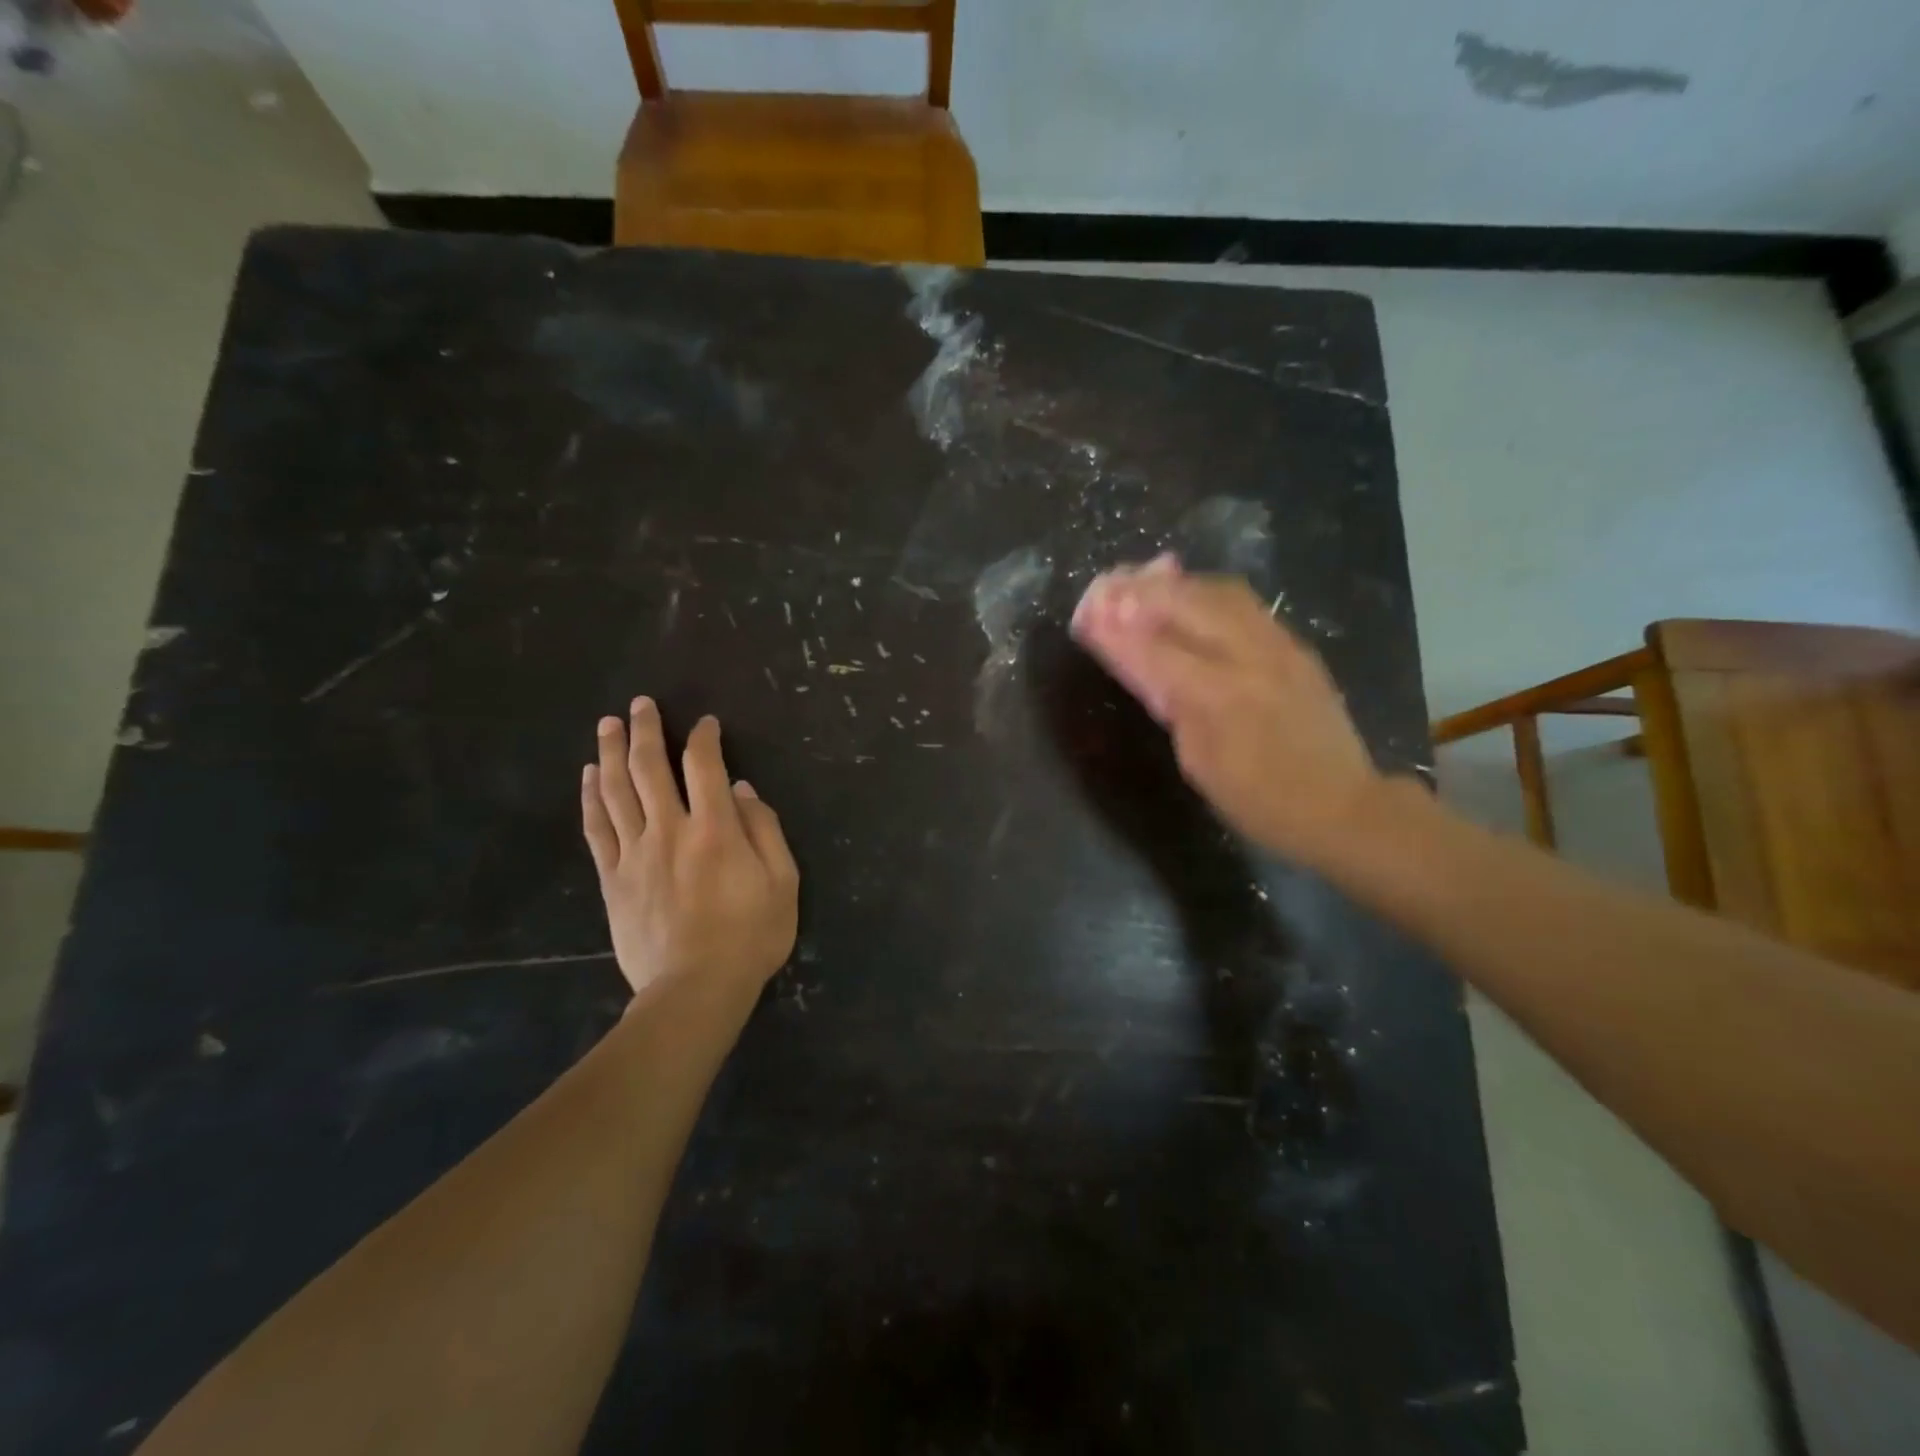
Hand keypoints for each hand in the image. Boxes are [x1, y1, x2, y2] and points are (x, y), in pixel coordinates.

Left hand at [582, 698, 798, 1004]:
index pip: (704, 766)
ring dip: (612, 752)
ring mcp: (635, 854)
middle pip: (650, 768)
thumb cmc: (750, 936)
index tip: (705, 723)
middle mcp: (669, 830)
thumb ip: (765, 830)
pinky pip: (597, 829)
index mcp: (715, 829)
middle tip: (640, 703)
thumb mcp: (783, 882)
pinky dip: (591, 798)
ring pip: (616, 790)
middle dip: (646, 730)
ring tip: (608, 724)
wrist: (695, 990)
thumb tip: (741, 790)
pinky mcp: (612, 879)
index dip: (704, 738)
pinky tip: (590, 776)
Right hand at [1071, 556, 1389, 865]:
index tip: (1085, 614)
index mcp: (1218, 697)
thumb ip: (1171, 706)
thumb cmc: (1259, 800)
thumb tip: (1144, 665)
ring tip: (1142, 580)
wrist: (1342, 804)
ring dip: (1174, 583)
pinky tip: (1188, 594)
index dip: (1116, 630)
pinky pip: (1245, 603)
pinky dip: (1207, 592)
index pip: (1154, 650)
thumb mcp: (1199, 763)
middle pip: (1187, 603)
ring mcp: (1278, 645)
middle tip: (1107, 586)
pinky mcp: (1295, 645)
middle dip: (1140, 591)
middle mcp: (1249, 658)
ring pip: (1219, 592)